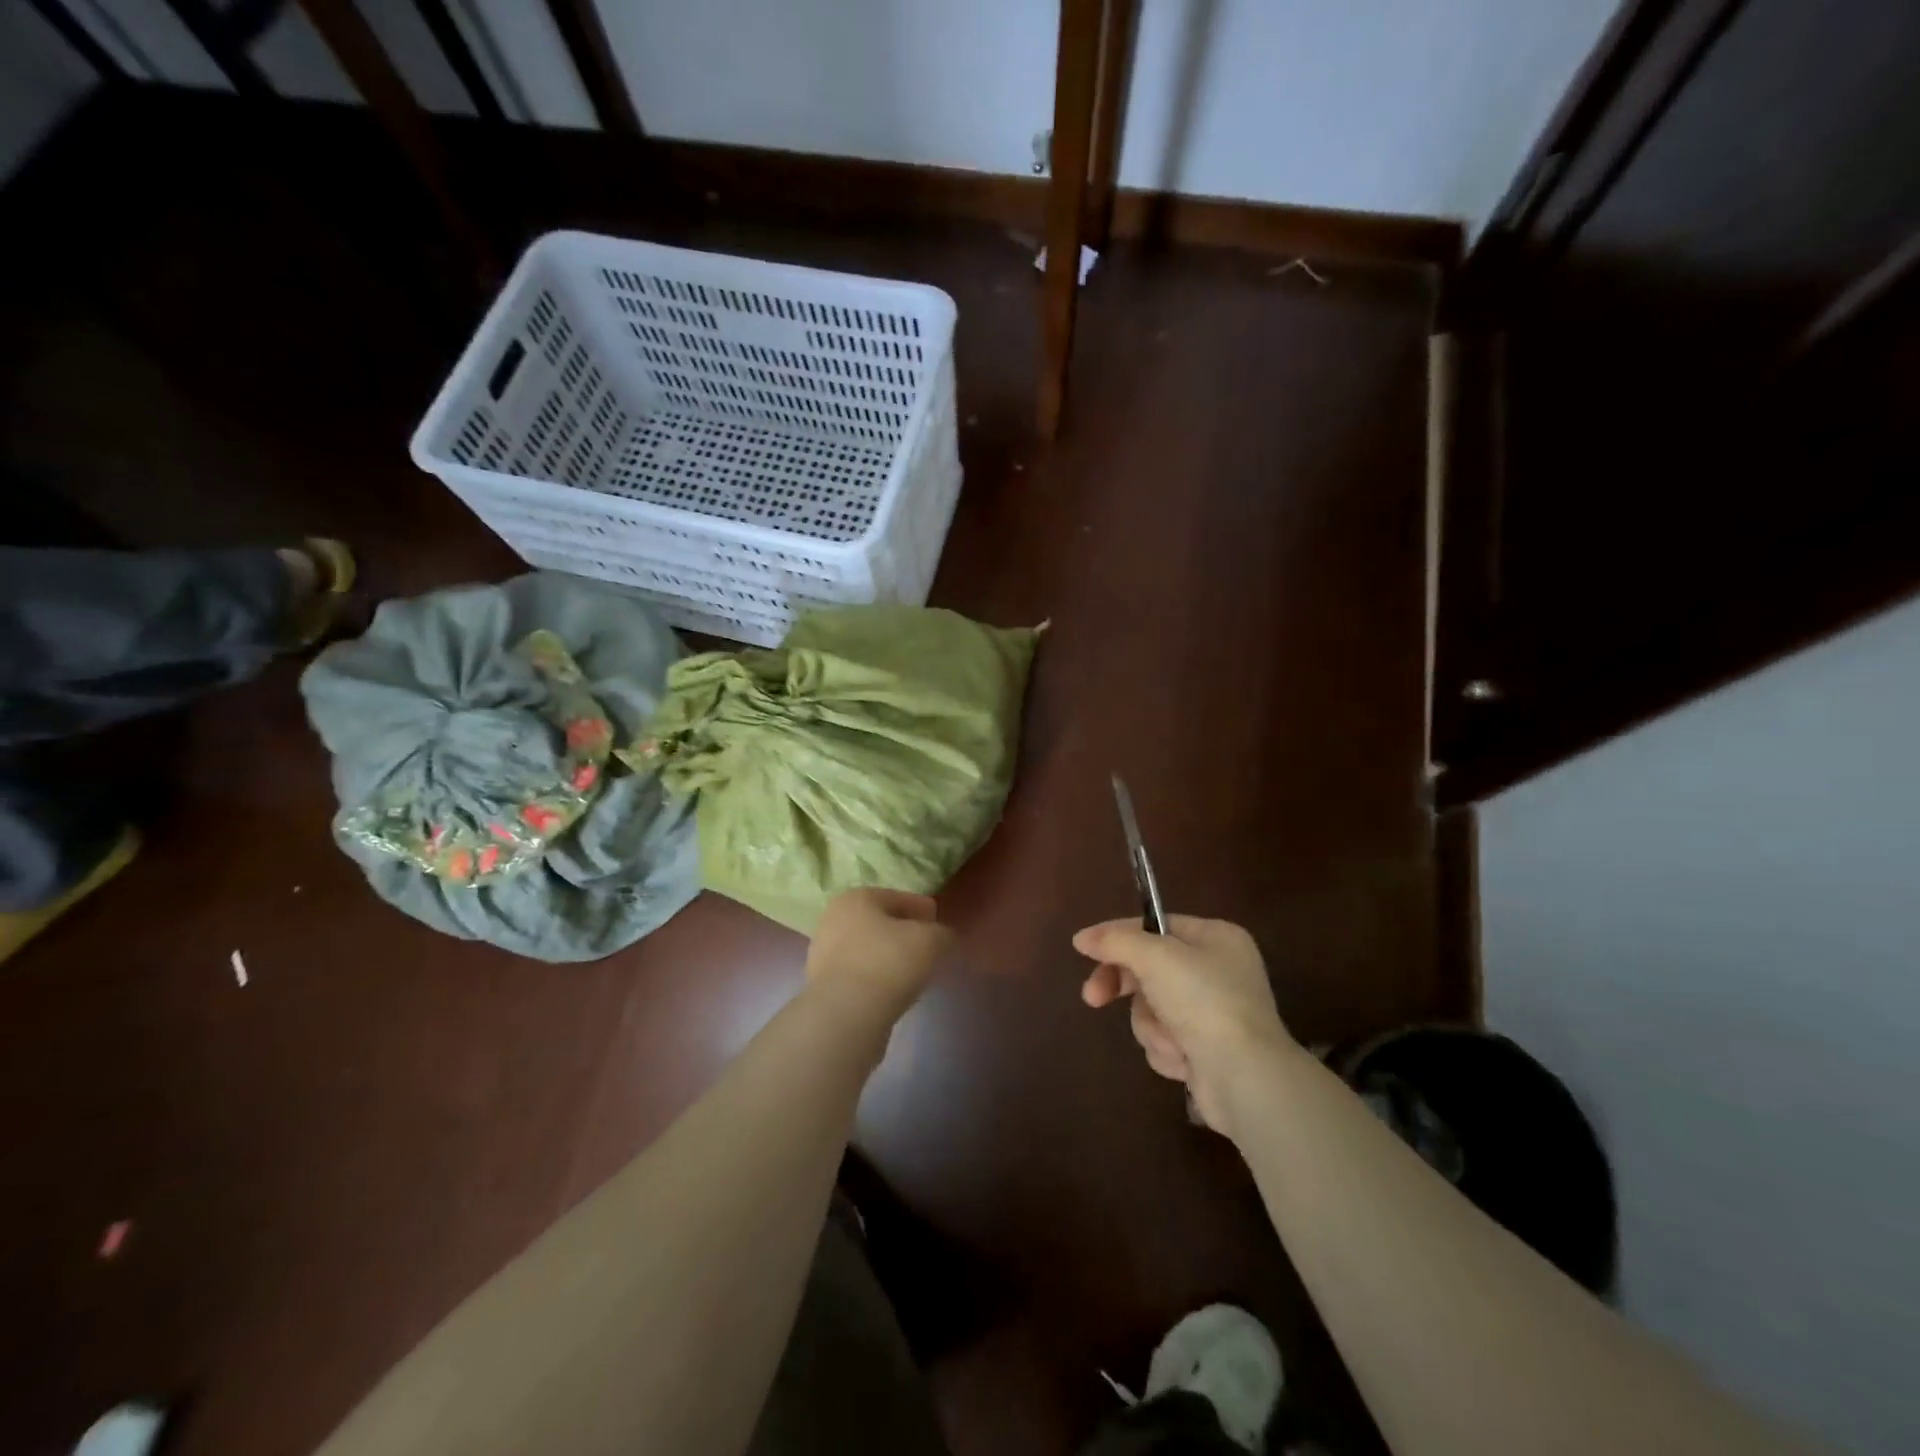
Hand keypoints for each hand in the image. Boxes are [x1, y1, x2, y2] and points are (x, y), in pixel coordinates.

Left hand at [806, 888, 953, 1019]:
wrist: (845, 1014)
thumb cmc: (888, 962)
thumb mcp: (930, 940)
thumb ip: (941, 933)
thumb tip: (940, 937)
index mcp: (856, 898)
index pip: (898, 898)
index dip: (923, 910)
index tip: (939, 924)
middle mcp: (833, 919)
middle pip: (880, 923)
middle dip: (904, 933)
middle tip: (928, 948)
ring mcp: (823, 954)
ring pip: (867, 949)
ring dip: (888, 957)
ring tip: (912, 973)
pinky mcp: (822, 987)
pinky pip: (859, 975)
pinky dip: (876, 979)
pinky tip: (893, 992)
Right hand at [1074, 915, 1293, 1131]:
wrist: (1245, 1078)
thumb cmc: (1204, 1002)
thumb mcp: (1155, 957)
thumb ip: (1116, 941)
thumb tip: (1082, 938)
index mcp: (1216, 937)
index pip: (1154, 925)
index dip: (1117, 936)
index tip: (1083, 949)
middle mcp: (1217, 970)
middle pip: (1149, 968)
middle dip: (1125, 987)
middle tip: (1094, 998)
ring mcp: (1213, 1013)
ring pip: (1151, 1007)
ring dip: (1151, 1025)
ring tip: (1171, 1039)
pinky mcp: (1206, 1050)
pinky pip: (1165, 1038)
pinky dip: (1166, 1049)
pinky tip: (1184, 1060)